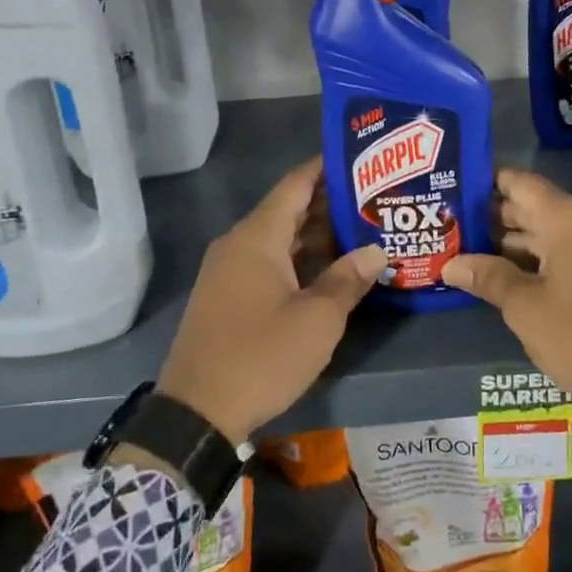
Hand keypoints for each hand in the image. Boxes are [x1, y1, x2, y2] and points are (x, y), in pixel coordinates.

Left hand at [158, 157, 383, 444]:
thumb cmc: (261, 356)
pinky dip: (300, 260)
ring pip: (280, 240)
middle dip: (330, 204)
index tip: (360, 157)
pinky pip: (269, 263)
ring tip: (362, 231)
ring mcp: (230, 271)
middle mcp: (239, 244)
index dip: (327, 167)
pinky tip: (331, 270)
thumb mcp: (317, 319)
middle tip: (374, 199)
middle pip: (289, 210)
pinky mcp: (228, 297)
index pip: (296, 184)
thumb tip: (376, 252)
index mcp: (257, 237)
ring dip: (317, 236)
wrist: (195, 414)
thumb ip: (348, 279)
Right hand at [443, 169, 571, 438]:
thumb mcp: (526, 309)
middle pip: (536, 206)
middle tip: (455, 226)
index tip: (459, 189)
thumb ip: (488, 278)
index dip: (489, 183)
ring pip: (554, 230)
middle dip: (497, 217)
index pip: (521, 183)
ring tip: (474, 251)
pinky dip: (543, 257)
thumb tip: (451, 265)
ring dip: (518, 241)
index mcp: (569, 218)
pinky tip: (512, 274)